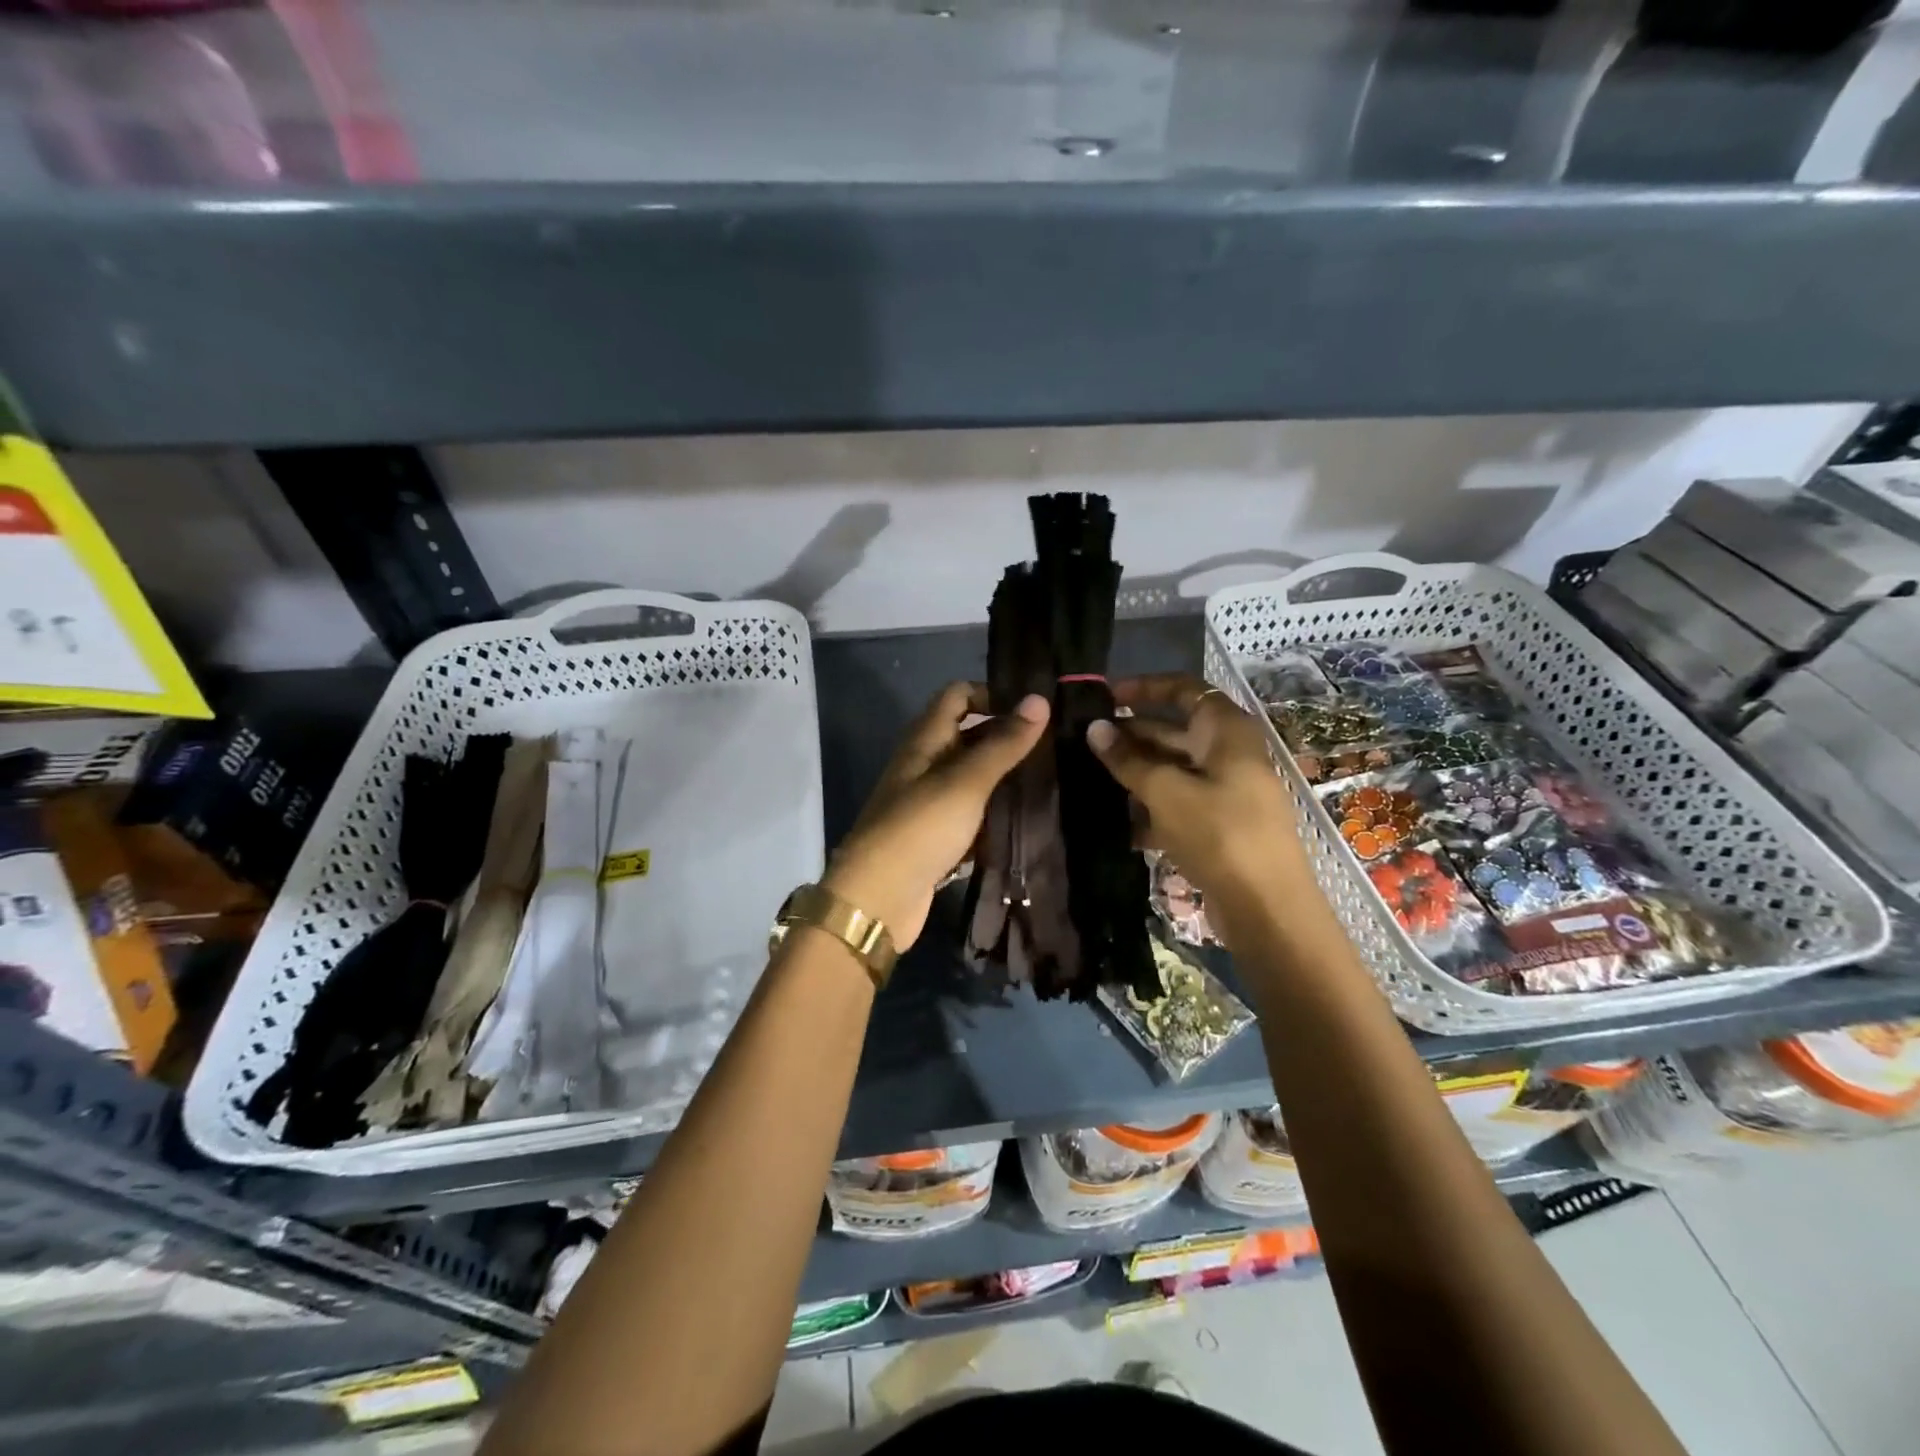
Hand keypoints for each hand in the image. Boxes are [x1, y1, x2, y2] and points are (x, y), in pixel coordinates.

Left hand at [826, 683, 1049, 949]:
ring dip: (1005, 778)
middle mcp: (925, 765)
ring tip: (1053, 780)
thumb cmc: (920, 829)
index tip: (1035, 710)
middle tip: (1057, 746)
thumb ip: (1003, 743)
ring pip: (973, 779)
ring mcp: (930, 803)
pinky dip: (995, 814)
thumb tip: (1040, 699)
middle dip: (1007, 738)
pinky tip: (1028, 820)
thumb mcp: (966, 781)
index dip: (992, 694)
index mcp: (924, 740)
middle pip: (968, 736)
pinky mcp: (937, 838)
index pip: (958, 695)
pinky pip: (972, 816)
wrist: (878, 899)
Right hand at [1085, 674, 1313, 929]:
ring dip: (1135, 773)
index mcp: (1225, 730)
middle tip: (1085, 741)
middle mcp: (1228, 753)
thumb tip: (1094, 728)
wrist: (1266, 906)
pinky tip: (1117, 822)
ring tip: (1090, 778)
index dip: (1145, 687)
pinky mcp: (1219, 823)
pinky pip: (1179, 802)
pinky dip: (1151, 807)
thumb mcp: (1166, 791)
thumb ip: (1128, 759)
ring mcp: (1226, 790)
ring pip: (1173, 769)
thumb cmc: (1219, 833)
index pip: (1184, 689)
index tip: (1106, 696)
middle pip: (1174, 730)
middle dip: (1131, 735)